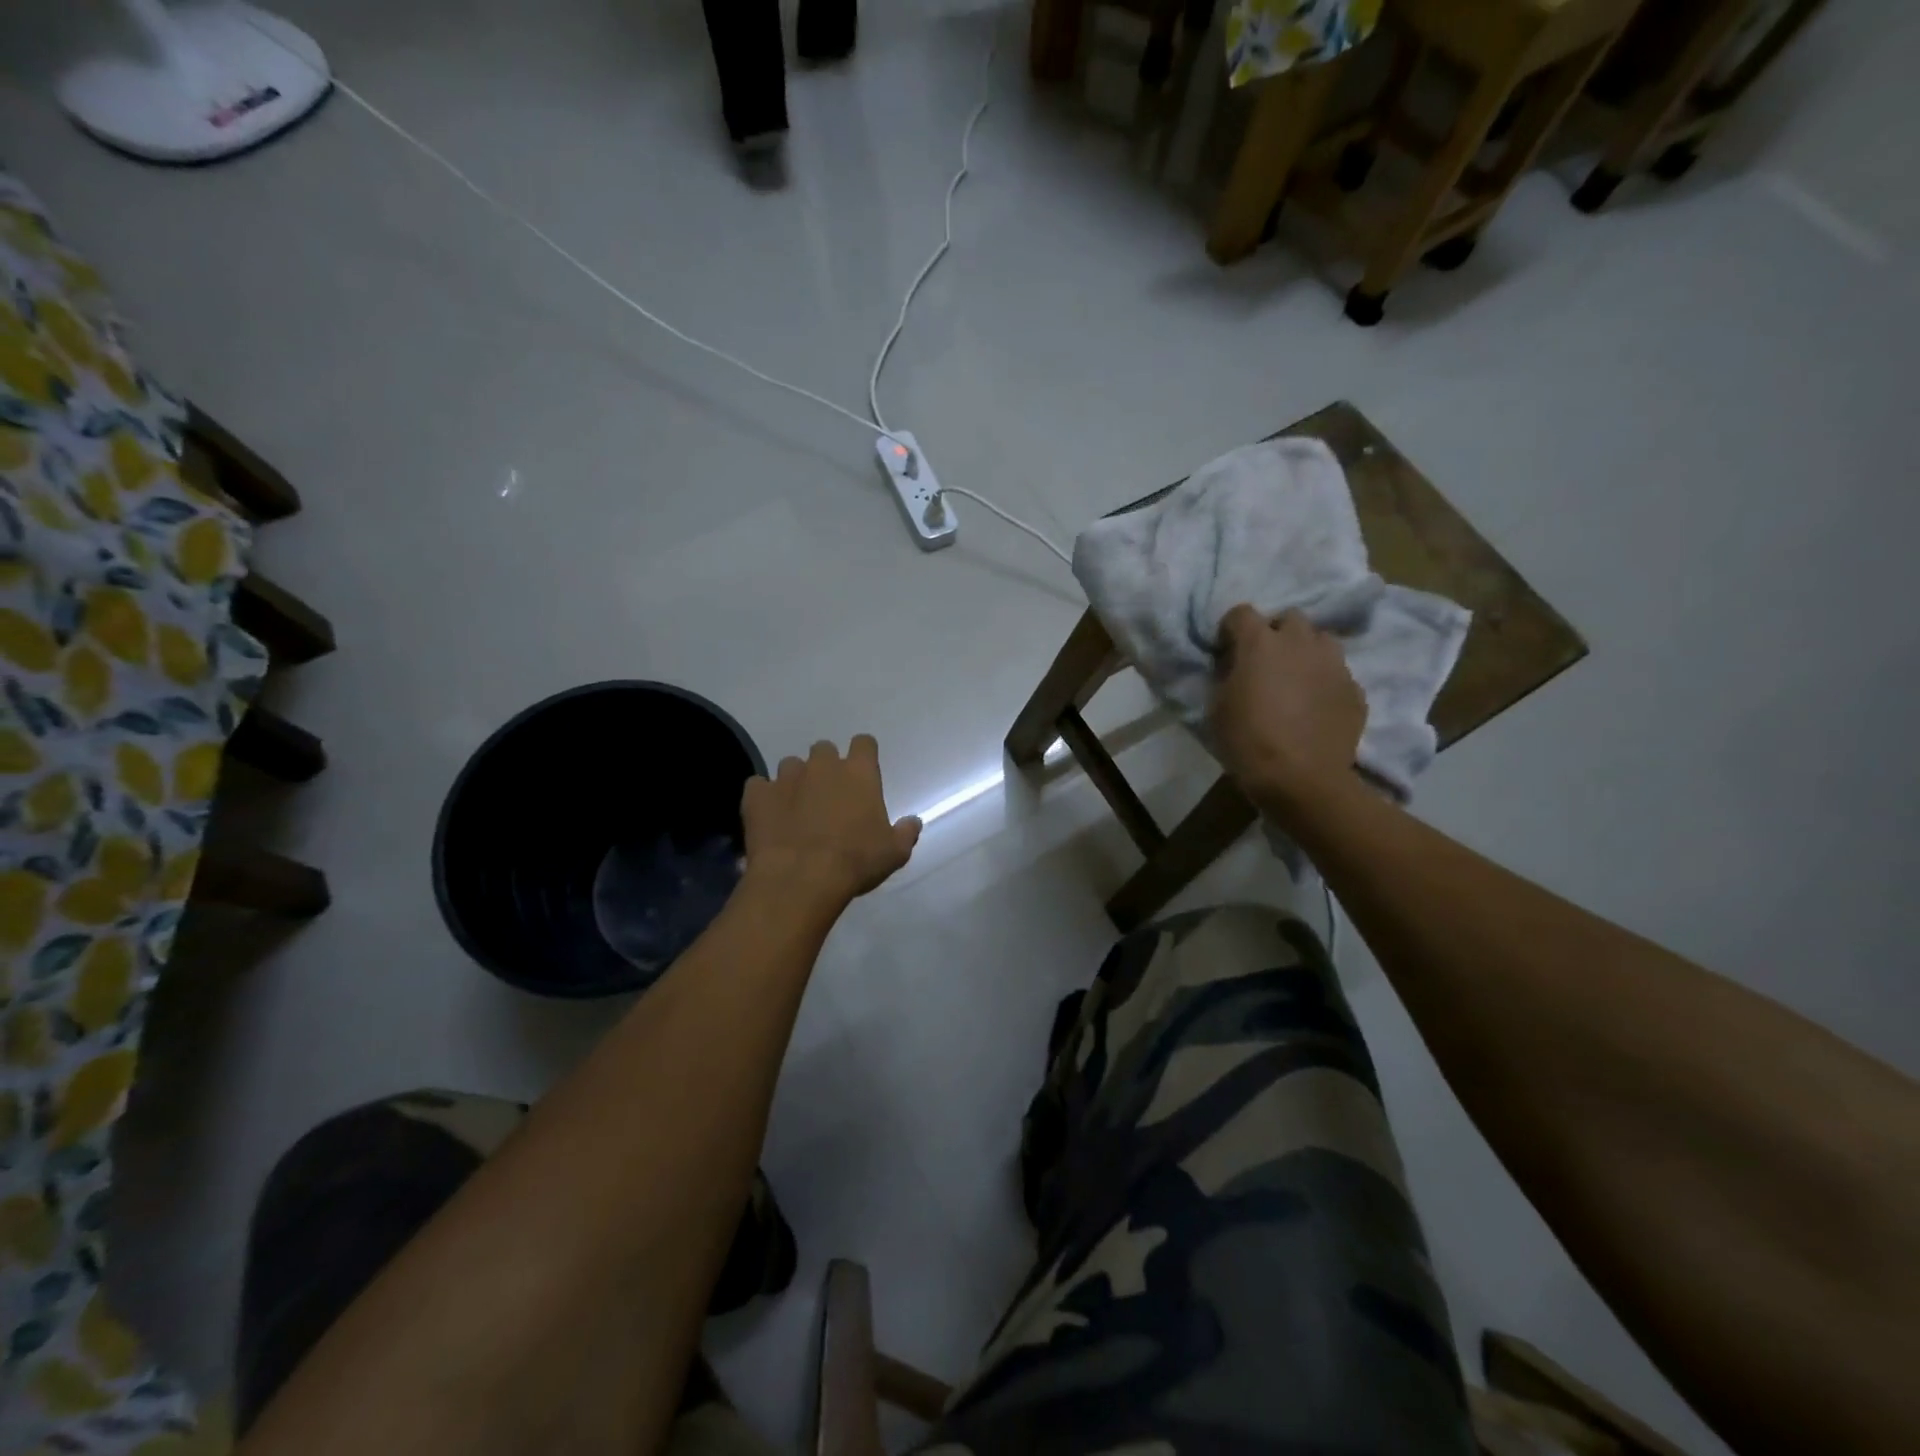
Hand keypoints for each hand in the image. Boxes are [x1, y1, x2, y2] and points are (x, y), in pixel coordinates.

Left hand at [741, 735, 920, 909]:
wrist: (801, 879)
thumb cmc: (855, 862)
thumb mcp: (894, 853)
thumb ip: (905, 832)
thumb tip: (913, 822)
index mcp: (858, 773)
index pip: (864, 743)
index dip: (864, 755)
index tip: (863, 772)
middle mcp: (822, 766)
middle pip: (824, 749)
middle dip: (826, 767)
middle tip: (828, 795)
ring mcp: (786, 777)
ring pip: (790, 765)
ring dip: (795, 781)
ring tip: (796, 808)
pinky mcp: (757, 795)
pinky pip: (758, 786)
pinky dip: (763, 797)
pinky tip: (768, 816)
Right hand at [1210, 605, 1365, 813]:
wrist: (1301, 779)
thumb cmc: (1248, 741)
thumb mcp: (1218, 706)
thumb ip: (1227, 675)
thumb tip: (1235, 666)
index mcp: (1261, 643)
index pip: (1241, 613)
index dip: (1231, 630)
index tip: (1226, 651)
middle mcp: (1301, 642)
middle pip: (1289, 619)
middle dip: (1275, 634)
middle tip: (1265, 662)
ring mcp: (1334, 664)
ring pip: (1320, 641)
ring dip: (1305, 652)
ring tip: (1295, 679)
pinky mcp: (1355, 689)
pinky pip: (1337, 673)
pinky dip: (1324, 682)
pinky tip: (1315, 707)